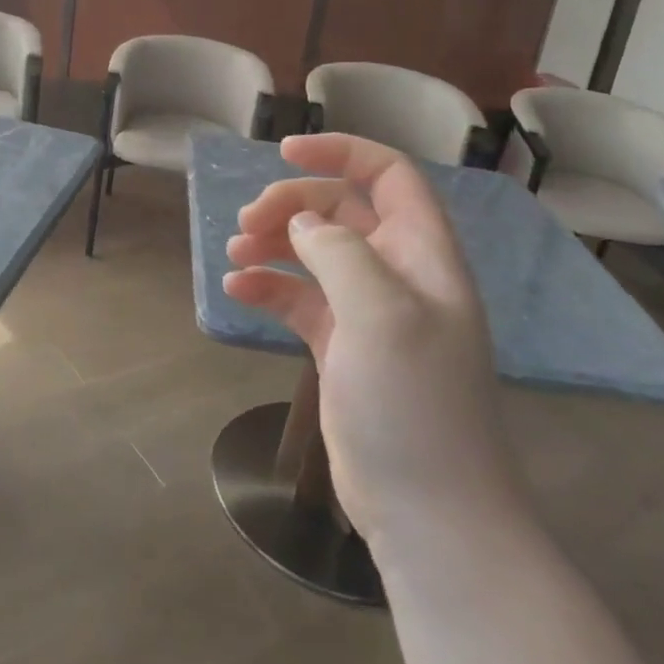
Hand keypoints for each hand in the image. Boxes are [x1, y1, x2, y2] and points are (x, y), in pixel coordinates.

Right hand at [222, 134, 525, 557]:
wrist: (427, 511)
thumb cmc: (413, 402)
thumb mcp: (380, 313)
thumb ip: (340, 252)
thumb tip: (302, 224)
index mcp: (422, 255)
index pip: (389, 176)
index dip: (342, 153)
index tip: (285, 153)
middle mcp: (397, 274)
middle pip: (341, 211)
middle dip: (292, 205)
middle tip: (248, 222)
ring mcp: (367, 312)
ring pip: (315, 252)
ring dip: (273, 243)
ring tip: (236, 253)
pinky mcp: (341, 346)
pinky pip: (299, 299)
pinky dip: (268, 288)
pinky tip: (237, 292)